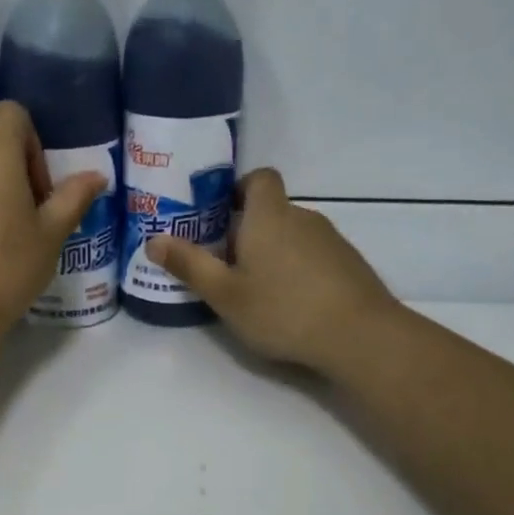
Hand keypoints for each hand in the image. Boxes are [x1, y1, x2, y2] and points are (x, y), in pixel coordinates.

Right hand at [145, 168, 397, 374]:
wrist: (360, 336)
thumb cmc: (282, 309)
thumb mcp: (225, 293)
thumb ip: (188, 265)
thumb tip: (153, 240)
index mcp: (269, 216)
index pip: (259, 178)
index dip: (239, 189)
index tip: (219, 214)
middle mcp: (302, 218)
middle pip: (271, 211)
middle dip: (246, 231)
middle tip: (224, 265)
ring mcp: (331, 241)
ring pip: (292, 235)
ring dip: (272, 252)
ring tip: (255, 290)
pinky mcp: (349, 265)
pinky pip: (313, 256)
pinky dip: (297, 270)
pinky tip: (290, 305)